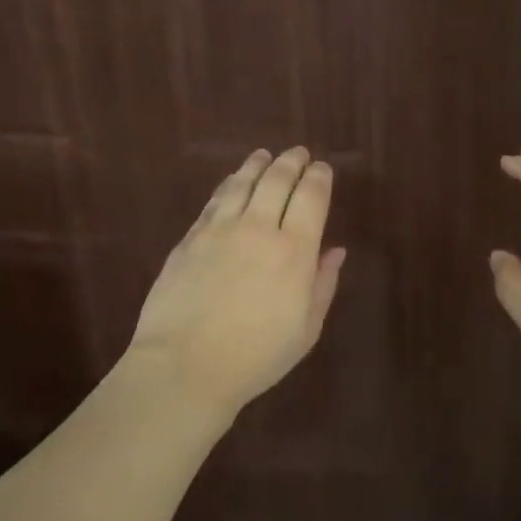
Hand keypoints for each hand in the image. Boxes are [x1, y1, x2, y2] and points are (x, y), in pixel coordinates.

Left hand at [125, 147, 346, 420]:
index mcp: (294, 250)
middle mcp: (258, 228)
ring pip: (243, 182)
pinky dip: (229, 184)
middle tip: (299, 153)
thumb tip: (335, 251)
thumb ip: (323, 284)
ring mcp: (220, 229)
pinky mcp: (191, 237)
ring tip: (265, 156)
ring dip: (258, 164)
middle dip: (292, 162)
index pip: (312, 197)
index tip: (323, 169)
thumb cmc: (255, 357)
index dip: (320, 177)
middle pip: (278, 179)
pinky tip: (233, 181)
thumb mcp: (305, 330)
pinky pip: (215, 200)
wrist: (184, 366)